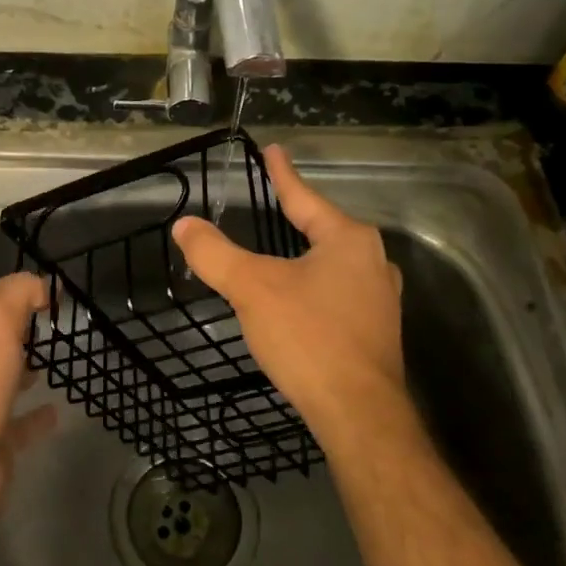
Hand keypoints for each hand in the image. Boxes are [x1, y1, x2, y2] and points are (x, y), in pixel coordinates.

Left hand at [0, 271, 57, 508]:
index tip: (51, 290)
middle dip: (17, 326)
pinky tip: (57, 409)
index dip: (15, 288)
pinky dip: (36, 414)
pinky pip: (19, 421)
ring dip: (23, 367)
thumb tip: (41, 286)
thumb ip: (19, 294)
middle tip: (51, 321)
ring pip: (2, 377)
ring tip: (53, 359)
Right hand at [172, 144, 407, 451]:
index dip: (283, 175)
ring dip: (309, 252)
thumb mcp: (252, 288)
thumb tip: (184, 225)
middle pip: (325, 228)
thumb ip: (215, 253)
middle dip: (299, 214)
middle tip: (276, 199)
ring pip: (336, 262)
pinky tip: (305, 297)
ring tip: (289, 245)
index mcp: (347, 240)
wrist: (359, 414)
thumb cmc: (308, 337)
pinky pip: (341, 291)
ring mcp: (381, 298)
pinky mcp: (378, 330)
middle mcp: (372, 261)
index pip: (304, 198)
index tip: (274, 150)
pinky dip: (318, 284)